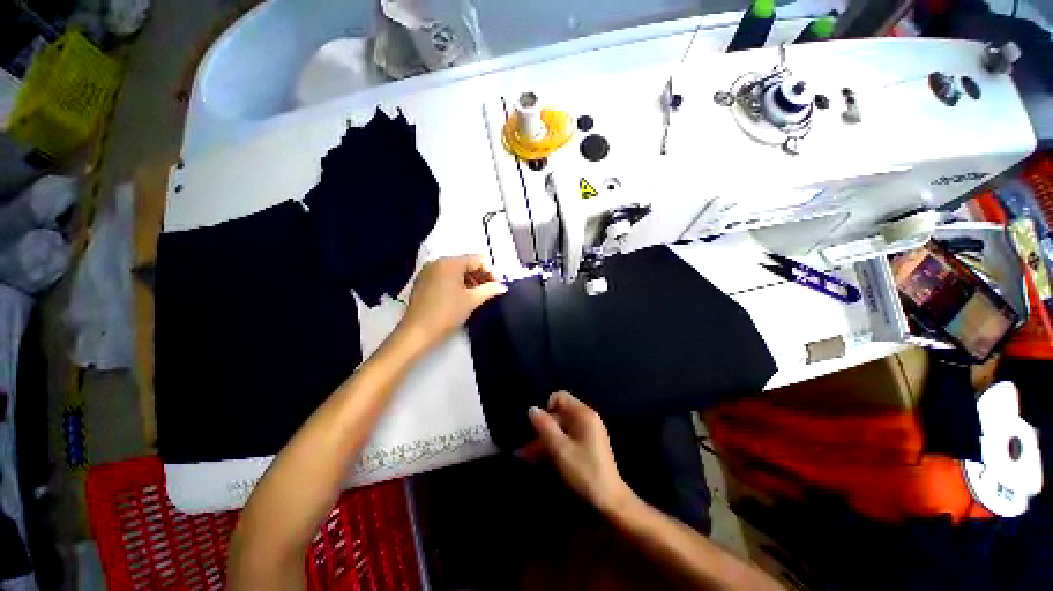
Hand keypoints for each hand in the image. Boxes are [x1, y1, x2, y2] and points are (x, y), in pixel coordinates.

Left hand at [398, 255, 506, 349]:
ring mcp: (429, 271)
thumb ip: (490, 290)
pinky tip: (463, 296)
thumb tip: (503, 287)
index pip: (478, 259)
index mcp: (450, 263)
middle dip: (481, 276)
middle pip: (467, 263)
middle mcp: (438, 262)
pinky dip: (457, 283)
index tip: (498, 286)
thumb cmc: (447, 313)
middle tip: (490, 291)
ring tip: (478, 295)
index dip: (491, 272)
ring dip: (470, 280)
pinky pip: (446, 276)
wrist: (417, 332)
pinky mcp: (423, 281)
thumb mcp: (472, 300)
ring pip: (456, 270)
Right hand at [527, 391, 634, 514]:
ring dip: (542, 441)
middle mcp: (586, 419)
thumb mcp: (560, 448)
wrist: (610, 502)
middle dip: (540, 430)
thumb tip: (532, 408)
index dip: (545, 408)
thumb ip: (544, 426)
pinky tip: (536, 460)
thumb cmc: (584, 471)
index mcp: (583, 414)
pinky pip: (565, 440)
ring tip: (523, 457)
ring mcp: (587, 433)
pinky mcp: (586, 447)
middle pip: (558, 415)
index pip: (560, 397)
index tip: (536, 426)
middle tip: (523, 448)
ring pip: (559, 430)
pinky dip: (552, 447)